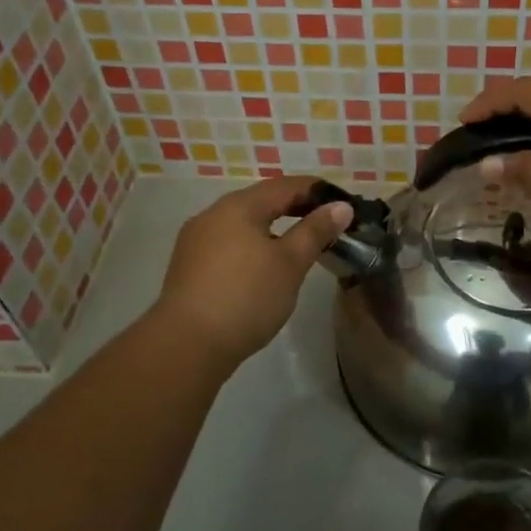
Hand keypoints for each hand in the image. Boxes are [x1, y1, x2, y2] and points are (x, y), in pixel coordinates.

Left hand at [151, 177, 351, 368]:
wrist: (187, 345)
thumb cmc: (246, 297)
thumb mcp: (290, 263)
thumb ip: (315, 231)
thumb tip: (340, 206)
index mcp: (238, 206)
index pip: (285, 186)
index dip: (316, 191)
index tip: (343, 203)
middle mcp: (212, 215)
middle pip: (261, 202)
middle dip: (294, 209)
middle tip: (326, 225)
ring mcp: (195, 241)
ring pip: (243, 224)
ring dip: (272, 229)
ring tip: (298, 247)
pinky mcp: (188, 267)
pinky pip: (228, 244)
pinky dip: (252, 246)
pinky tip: (263, 268)